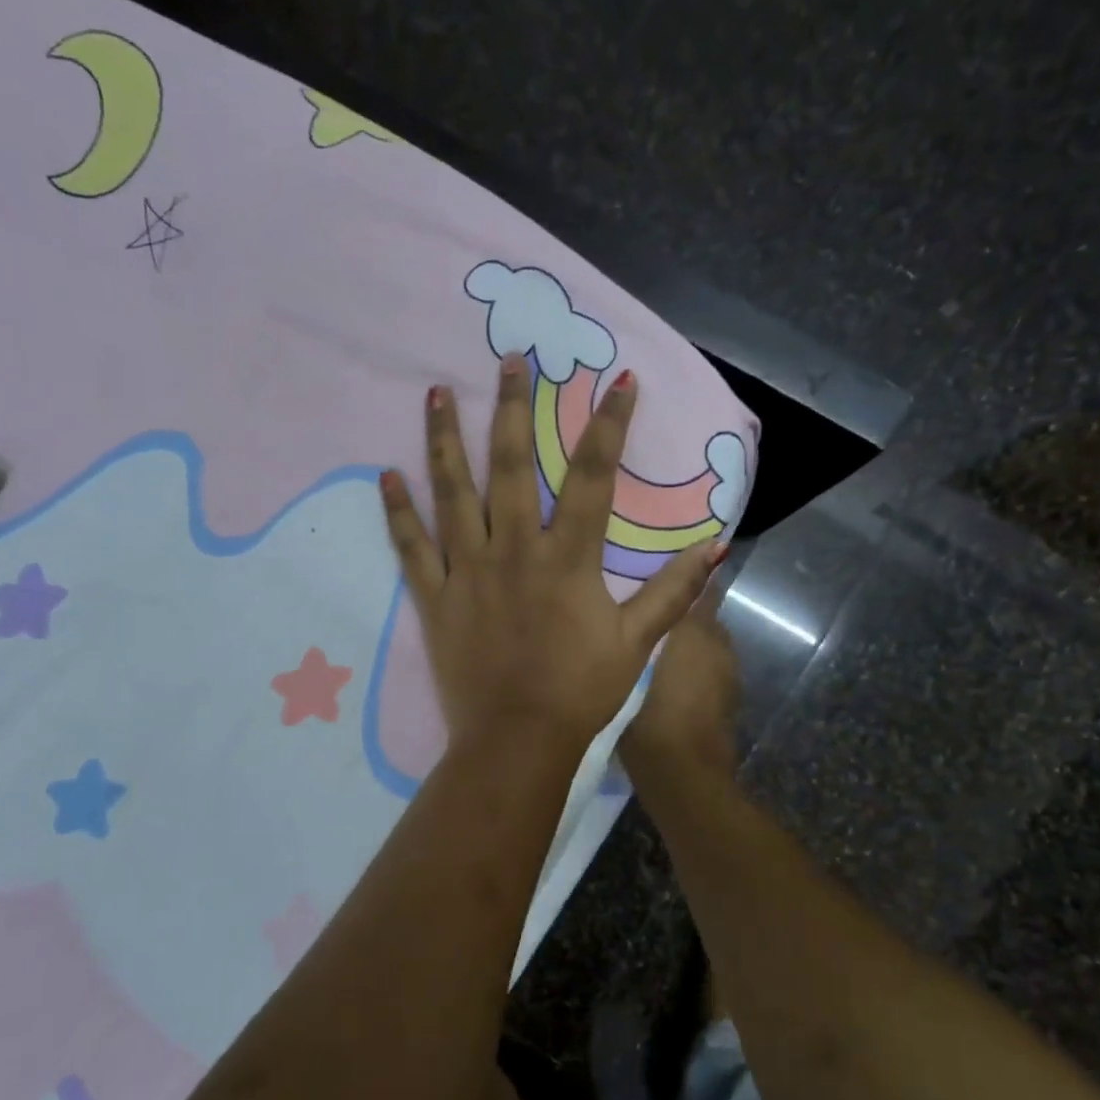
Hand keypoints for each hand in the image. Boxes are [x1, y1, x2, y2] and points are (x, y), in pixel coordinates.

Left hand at [380, 353, 725, 758]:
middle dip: (512, 407)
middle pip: (512, 466)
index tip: (619, 381)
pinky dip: (398, 511)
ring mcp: (469, 571)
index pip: (594, 478)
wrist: (517, 741)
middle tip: (509, 358)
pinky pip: (412, 547)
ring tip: (435, 392)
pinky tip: (386, 475)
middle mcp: (514, 551)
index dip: (610, 426)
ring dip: (445, 440)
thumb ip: (673, 592)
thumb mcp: (637, 643)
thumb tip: (714, 546)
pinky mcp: (435, 597)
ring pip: (453, 493)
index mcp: (567, 560)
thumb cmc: (580, 692)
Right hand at [620, 581, 741, 781]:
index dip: (680, 578)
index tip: (653, 574)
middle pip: (699, 616)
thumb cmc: (650, 715)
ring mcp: (728, 673)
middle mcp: (718, 642)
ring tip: (649, 652)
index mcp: (696, 627)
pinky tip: (664, 684)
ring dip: (684, 645)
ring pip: (703, 646)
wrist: (685, 774)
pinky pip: (706, 671)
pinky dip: (691, 670)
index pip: (697, 587)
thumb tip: (639, 607)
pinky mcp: (728, 699)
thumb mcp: (630, 666)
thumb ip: (639, 630)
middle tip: (641, 618)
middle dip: (676, 614)